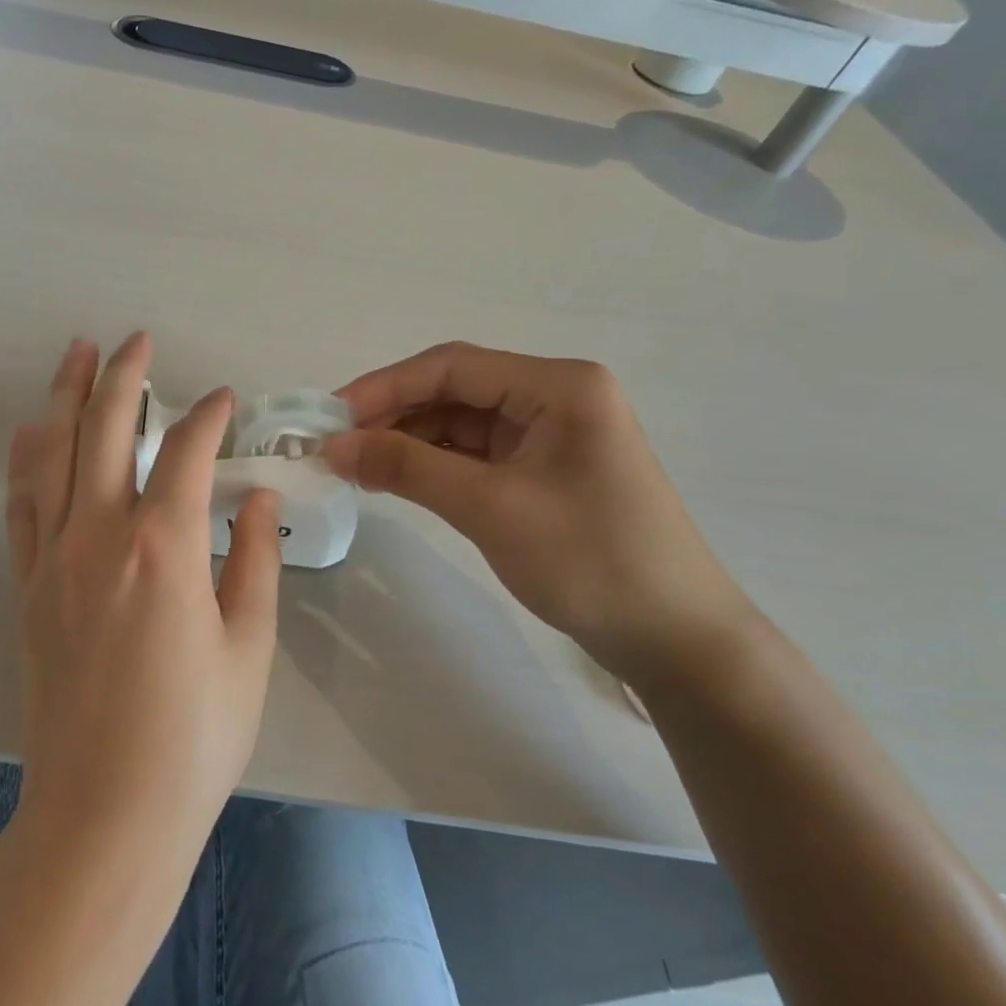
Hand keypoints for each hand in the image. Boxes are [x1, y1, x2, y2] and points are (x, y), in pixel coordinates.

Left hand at [7, 333, 281, 859]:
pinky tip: (34, 433)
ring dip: (67, 397)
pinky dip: (29, 459)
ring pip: (56, 453)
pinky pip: (23, 504)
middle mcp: (100, 536)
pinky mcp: (29, 587)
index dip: (210, 416)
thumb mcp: (248, 647)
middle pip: (108, 430)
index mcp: (164, 547)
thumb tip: (255, 496)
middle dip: (125, 375)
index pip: (188, 452)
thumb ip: (253, 559)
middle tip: (138, 340)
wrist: (106, 811)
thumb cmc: (194, 736)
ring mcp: (54, 558)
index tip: (227, 400)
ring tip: (77, 353)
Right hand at [324, 342, 760, 686]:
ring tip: (356, 466)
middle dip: (393, 414)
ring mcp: (550, 435)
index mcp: (559, 386)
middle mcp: (555, 397)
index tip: (331, 417)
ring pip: (460, 422)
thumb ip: (408, 467)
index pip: (453, 366)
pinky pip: (474, 453)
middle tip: (336, 446)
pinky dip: (432, 464)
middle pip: (455, 390)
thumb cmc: (590, 560)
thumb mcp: (490, 507)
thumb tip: (334, 446)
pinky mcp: (542, 470)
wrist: (674, 638)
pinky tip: (395, 479)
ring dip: (408, 440)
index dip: (384, 386)